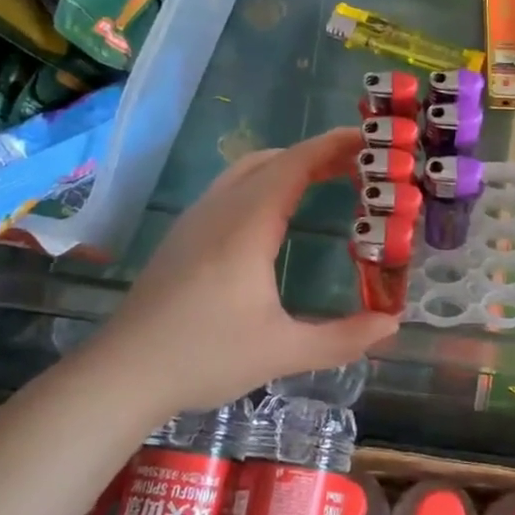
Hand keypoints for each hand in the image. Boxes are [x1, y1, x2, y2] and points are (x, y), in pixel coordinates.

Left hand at [87, 128, 399, 413]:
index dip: (333, 146)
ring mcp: (196, 218)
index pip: (295, 164)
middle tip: (359, 166)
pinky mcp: (183, 234)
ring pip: (248, 169)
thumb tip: (392, 324)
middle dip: (318, 154)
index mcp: (247, 225)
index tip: (368, 140)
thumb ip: (342, 338)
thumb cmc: (204, 358)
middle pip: (274, 159)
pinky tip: (276, 212)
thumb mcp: (282, 352)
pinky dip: (265, 180)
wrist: (122, 374)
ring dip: (289, 164)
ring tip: (325, 179)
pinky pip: (231, 186)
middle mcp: (221, 209)